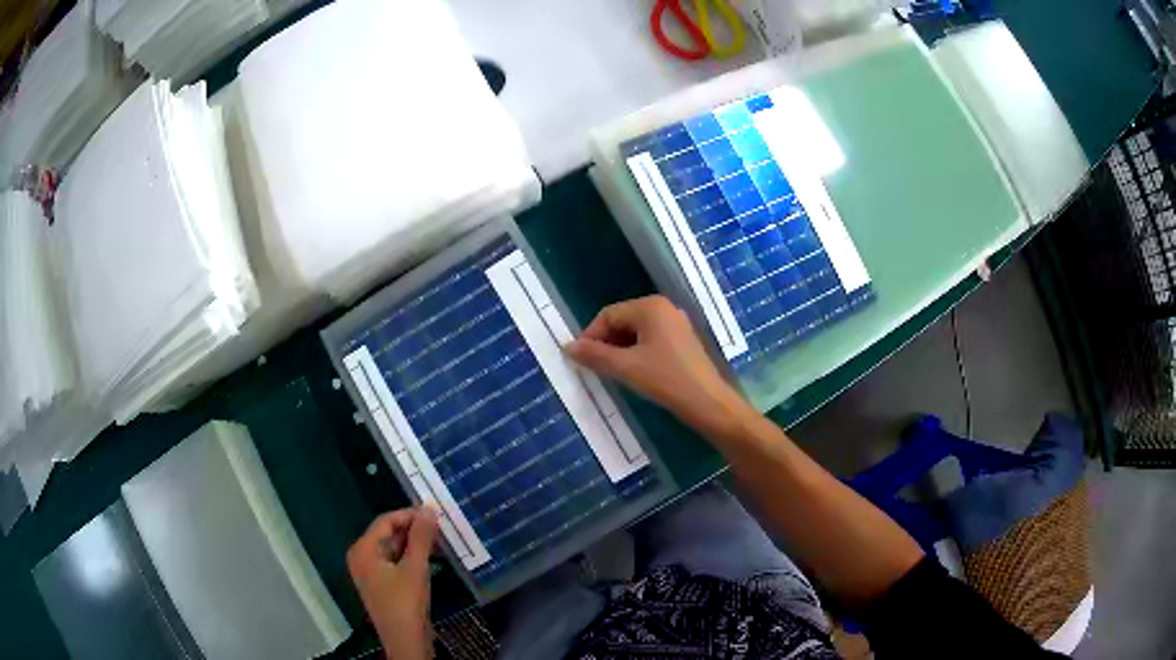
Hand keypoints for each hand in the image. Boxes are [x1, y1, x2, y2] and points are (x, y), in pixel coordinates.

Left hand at [347, 507, 438, 659]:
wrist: (405, 641)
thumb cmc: (406, 603)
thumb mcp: (416, 567)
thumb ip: (421, 537)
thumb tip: (428, 509)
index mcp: (363, 550)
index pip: (386, 521)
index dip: (410, 515)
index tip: (435, 514)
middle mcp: (362, 557)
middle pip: (389, 534)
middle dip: (415, 530)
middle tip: (442, 528)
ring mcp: (371, 572)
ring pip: (394, 549)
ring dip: (416, 545)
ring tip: (442, 543)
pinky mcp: (383, 585)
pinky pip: (396, 562)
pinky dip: (413, 558)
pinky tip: (434, 559)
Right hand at [565, 296, 754, 438]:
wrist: (707, 402)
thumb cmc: (666, 380)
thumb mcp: (625, 367)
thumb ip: (594, 355)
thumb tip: (567, 346)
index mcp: (650, 307)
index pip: (608, 315)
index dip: (590, 336)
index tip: (580, 360)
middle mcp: (663, 308)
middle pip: (622, 321)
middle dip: (605, 343)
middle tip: (594, 368)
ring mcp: (676, 324)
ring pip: (636, 332)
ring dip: (619, 350)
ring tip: (612, 373)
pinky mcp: (682, 341)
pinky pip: (650, 340)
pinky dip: (636, 353)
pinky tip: (633, 372)